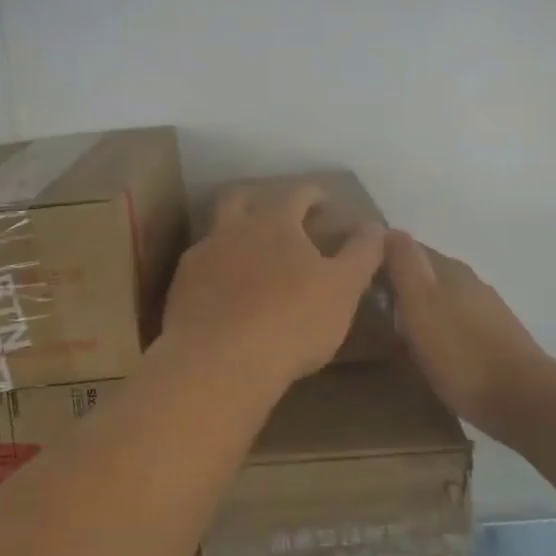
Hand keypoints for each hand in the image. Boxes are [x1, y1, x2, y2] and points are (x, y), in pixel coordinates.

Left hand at [163, 182, 385, 386]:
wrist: (219, 363)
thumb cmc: (292, 321)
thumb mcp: (344, 289)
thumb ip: (362, 253)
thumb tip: (375, 226)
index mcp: (274, 221)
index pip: (297, 193)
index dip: (314, 194)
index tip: (325, 203)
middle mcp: (232, 229)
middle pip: (241, 199)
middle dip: (260, 202)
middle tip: (278, 220)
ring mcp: (202, 257)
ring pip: (216, 233)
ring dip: (234, 237)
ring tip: (251, 260)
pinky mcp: (180, 289)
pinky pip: (200, 269)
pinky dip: (216, 273)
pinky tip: (225, 294)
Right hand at [385, 230, 549, 437]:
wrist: (523, 401)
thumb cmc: (461, 353)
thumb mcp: (421, 304)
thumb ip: (404, 264)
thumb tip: (385, 229)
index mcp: (448, 269)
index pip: (407, 248)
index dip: (380, 256)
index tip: (354, 271)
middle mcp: (468, 282)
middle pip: (424, 272)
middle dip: (397, 281)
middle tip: (366, 302)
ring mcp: (485, 310)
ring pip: (440, 297)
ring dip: (416, 306)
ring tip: (391, 327)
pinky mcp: (495, 338)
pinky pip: (454, 321)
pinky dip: (435, 326)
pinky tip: (427, 347)